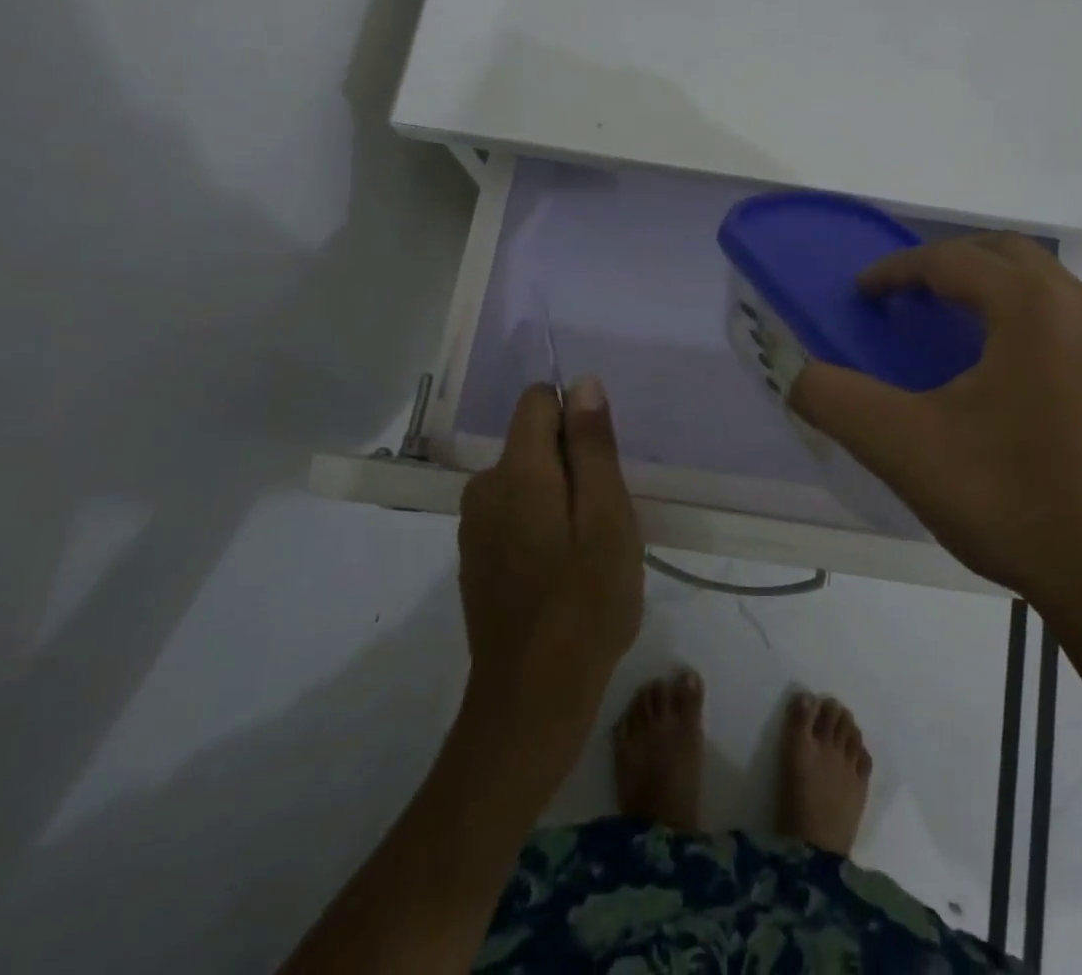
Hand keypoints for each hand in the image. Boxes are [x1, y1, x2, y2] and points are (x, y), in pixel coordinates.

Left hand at [458, 378, 642, 724]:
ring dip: (560, 496)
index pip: (538, 400)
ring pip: (527, 478)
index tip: (602, 463)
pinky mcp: (475, 556)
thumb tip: (582, 382)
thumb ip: (593, 445)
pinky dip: (541, 523)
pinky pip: (513, 511)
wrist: (533, 698)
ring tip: (587, 548)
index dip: (576, 417)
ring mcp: (474, 525)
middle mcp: (484, 487)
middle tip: (605, 518)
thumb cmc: (585, 602)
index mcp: (517, 471)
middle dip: (574, 463)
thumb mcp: (608, 516)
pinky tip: (561, 570)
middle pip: (534, 440)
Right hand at [790, 234, 1081, 641]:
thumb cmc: (1008, 502)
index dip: (897, 270)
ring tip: (959, 327)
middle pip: (1006, 254)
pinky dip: (1035, 323)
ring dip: (997, 288)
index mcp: (1032, 307)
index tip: (864, 293)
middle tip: (909, 294)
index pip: (951, 261)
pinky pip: (1077, 324)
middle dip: (950, 263)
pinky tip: (1017, 373)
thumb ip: (834, 398)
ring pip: (1048, 286)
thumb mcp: (903, 448)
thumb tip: (793, 370)